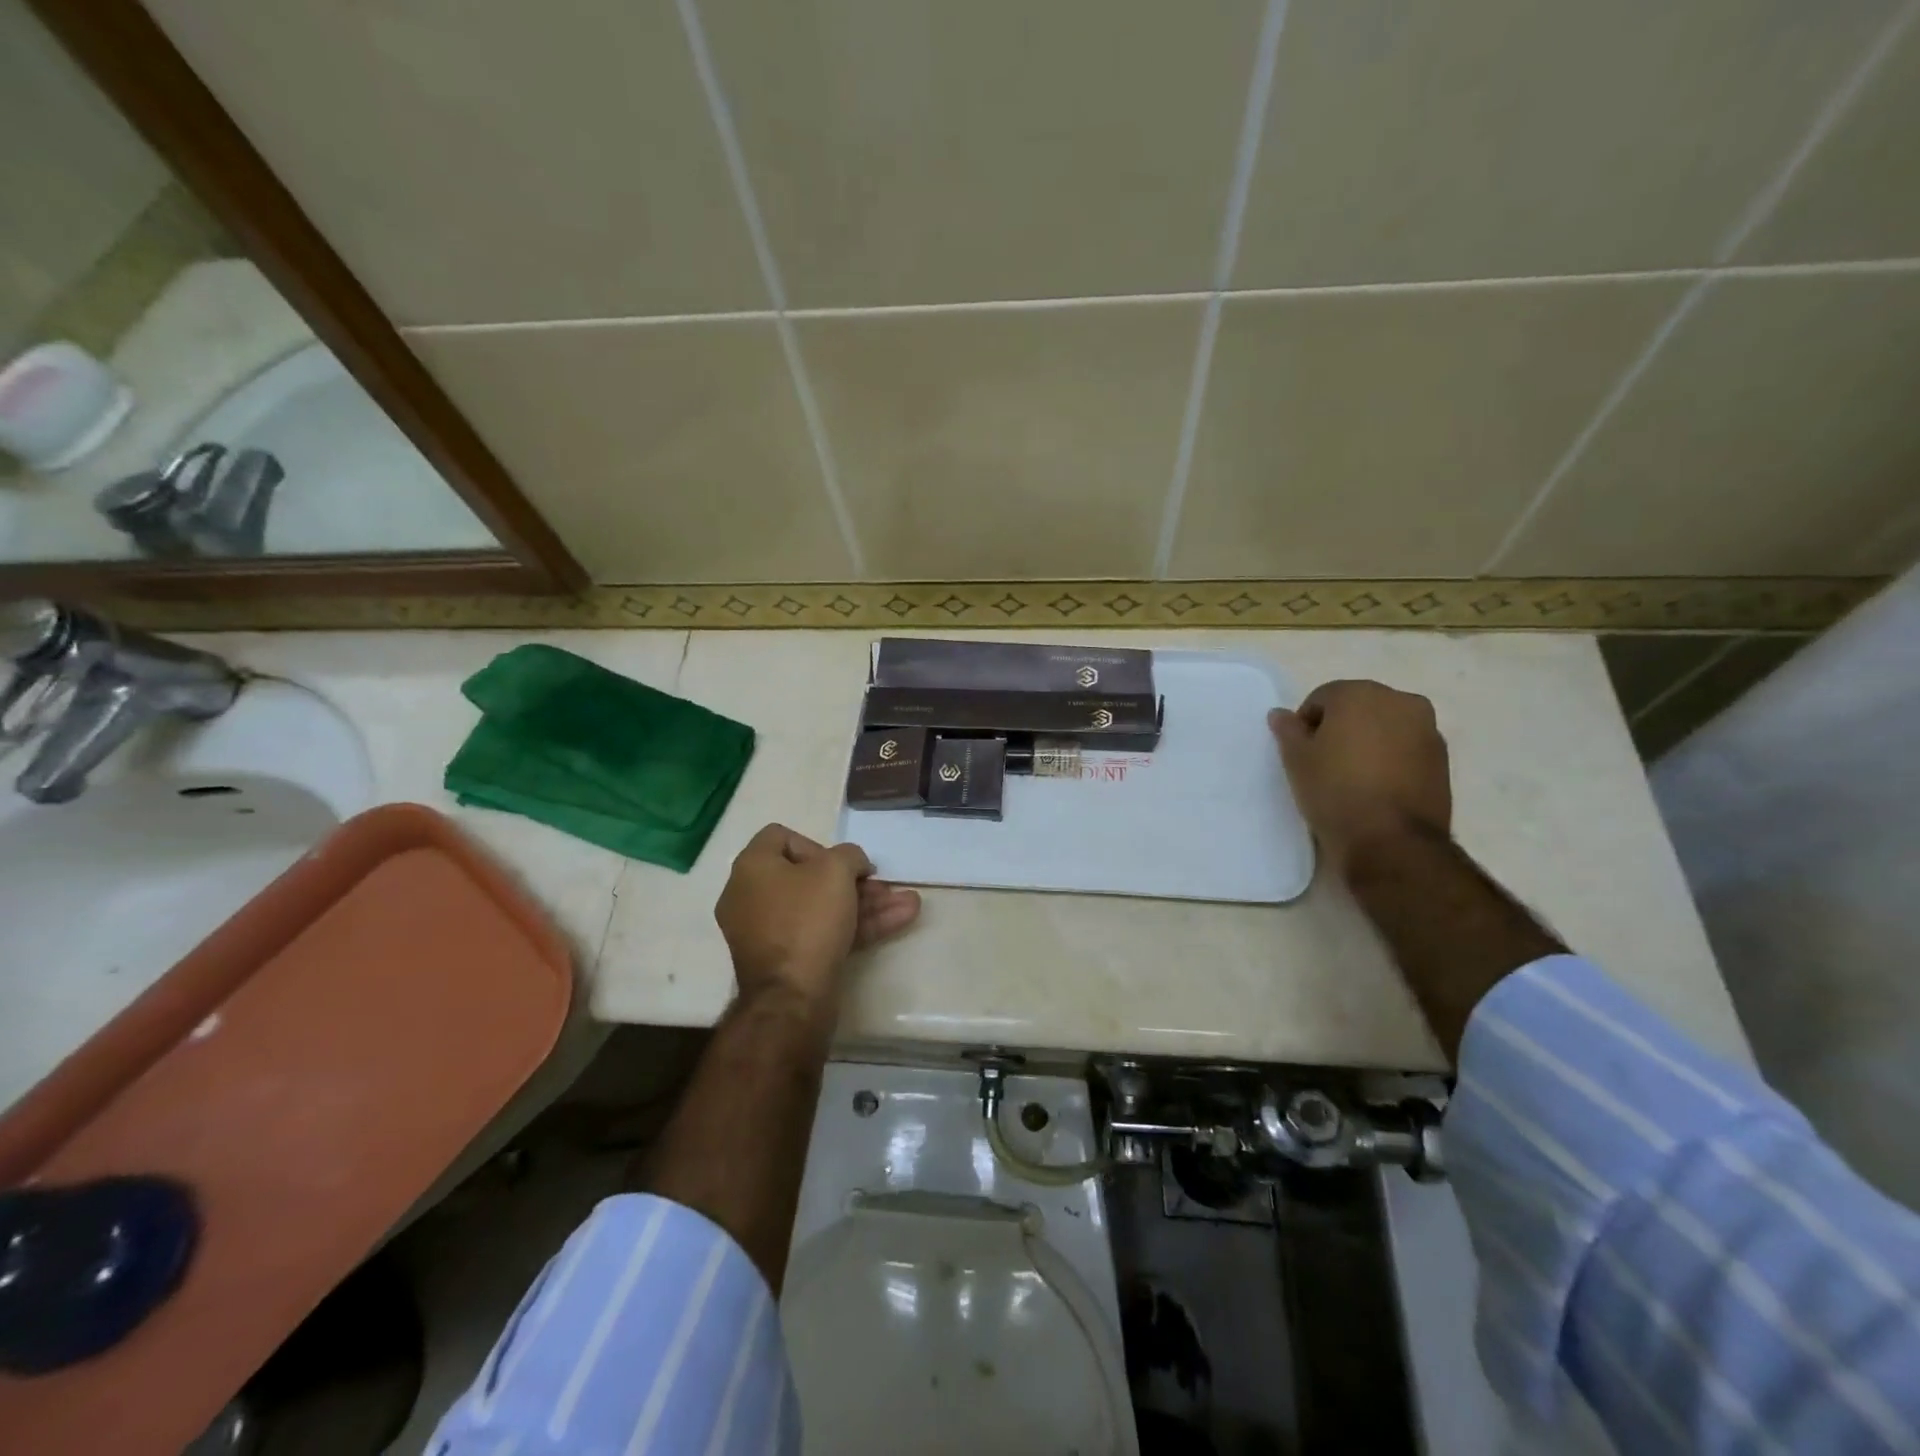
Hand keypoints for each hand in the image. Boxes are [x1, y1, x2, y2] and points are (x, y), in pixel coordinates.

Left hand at [715, 824, 920, 1010]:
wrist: (792, 997)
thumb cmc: (808, 920)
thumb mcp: (836, 871)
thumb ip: (849, 855)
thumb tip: (852, 864)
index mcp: (752, 868)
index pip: (781, 837)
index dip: (817, 844)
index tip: (842, 863)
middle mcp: (752, 896)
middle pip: (808, 876)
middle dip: (854, 881)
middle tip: (883, 886)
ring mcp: (768, 932)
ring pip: (821, 907)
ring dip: (865, 903)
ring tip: (907, 903)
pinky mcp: (786, 961)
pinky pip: (821, 933)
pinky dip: (855, 926)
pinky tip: (899, 921)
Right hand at [1268, 680, 1451, 875]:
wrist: (1392, 841)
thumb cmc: (1335, 791)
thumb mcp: (1296, 760)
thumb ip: (1288, 730)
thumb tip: (1281, 714)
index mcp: (1360, 694)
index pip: (1322, 697)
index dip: (1306, 724)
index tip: (1302, 753)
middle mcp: (1399, 701)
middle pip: (1358, 707)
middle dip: (1340, 727)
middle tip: (1325, 762)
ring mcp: (1427, 729)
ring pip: (1385, 727)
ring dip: (1368, 741)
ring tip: (1353, 776)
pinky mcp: (1443, 759)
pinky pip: (1406, 748)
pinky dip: (1391, 758)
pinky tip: (1377, 787)